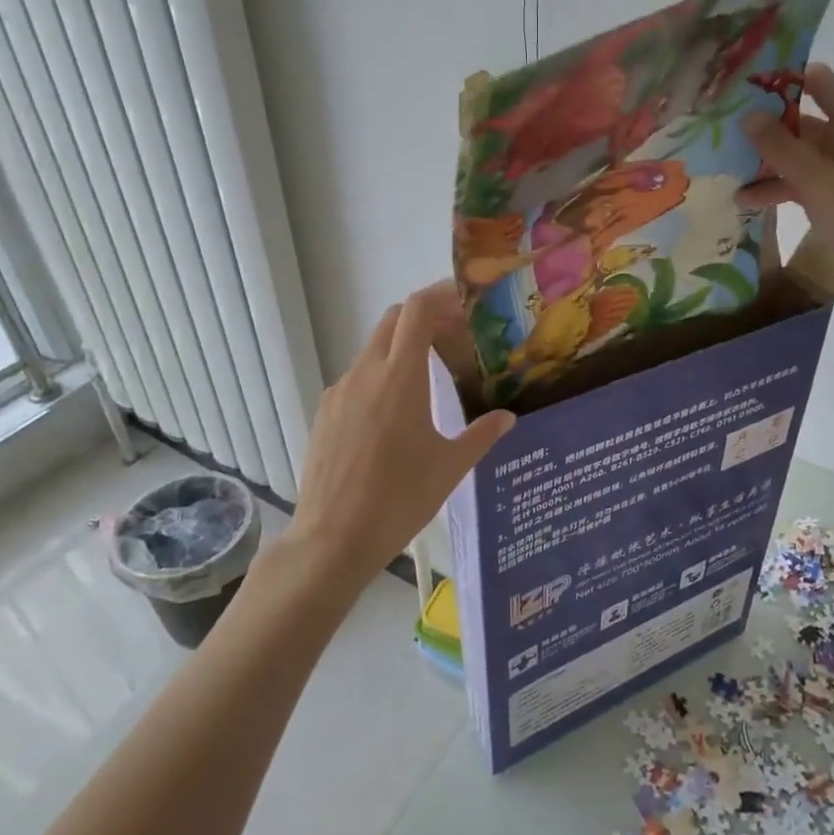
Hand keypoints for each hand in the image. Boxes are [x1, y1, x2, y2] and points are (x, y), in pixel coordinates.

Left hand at [289, 284, 514, 580]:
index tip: (467, 303)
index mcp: (399, 377)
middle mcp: (365, 373)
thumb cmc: (399, 499)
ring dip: (403, 348)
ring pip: (374, 349)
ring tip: (432, 377)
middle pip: (393, 320)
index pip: (416, 310)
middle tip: (456, 337)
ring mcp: (339, 391)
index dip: (441, 295)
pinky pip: (358, 378)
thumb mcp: (450, 467)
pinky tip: (397, 413)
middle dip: (425, 317)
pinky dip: (382, 375)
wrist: (332, 539)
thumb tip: (508, 417)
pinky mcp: (325, 413)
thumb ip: (481, 435)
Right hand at [739, 63, 833, 330]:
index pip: (822, 85)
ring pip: (797, 158)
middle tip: (720, 127)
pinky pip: (799, 186)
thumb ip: (783, 149)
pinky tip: (744, 199)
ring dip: (766, 163)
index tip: (746, 81)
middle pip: (803, 124)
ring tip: (725, 166)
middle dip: (765, 126)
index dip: (787, 79)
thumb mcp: (820, 182)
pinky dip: (776, 189)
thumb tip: (747, 116)